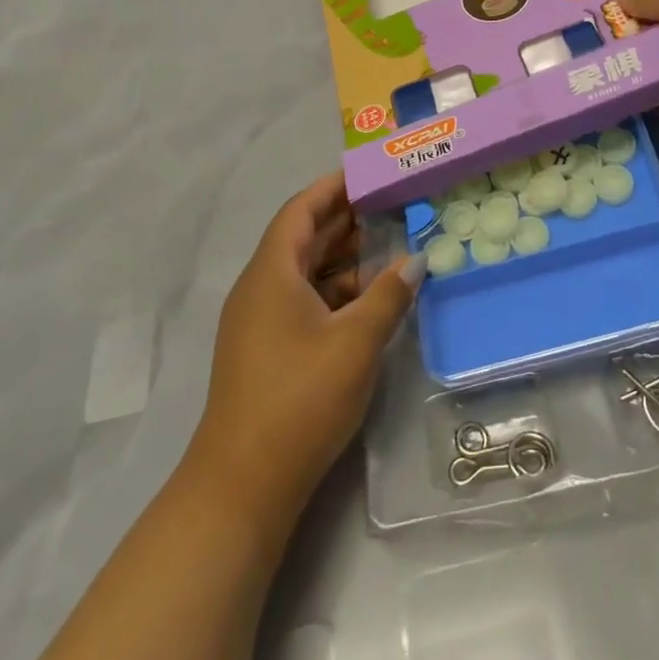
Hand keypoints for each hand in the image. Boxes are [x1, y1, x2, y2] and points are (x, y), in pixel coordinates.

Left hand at [188, 172, 422, 532]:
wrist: (243, 485)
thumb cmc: (300, 398)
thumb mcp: (356, 342)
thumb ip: (388, 295)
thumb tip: (415, 261)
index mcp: (272, 273)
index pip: (302, 210)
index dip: (333, 188)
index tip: (368, 174)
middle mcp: (261, 288)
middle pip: (303, 239)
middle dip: (346, 220)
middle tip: (392, 206)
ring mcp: (260, 322)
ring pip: (305, 272)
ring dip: (344, 259)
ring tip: (390, 247)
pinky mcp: (267, 350)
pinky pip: (303, 302)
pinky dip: (335, 292)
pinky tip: (369, 299)